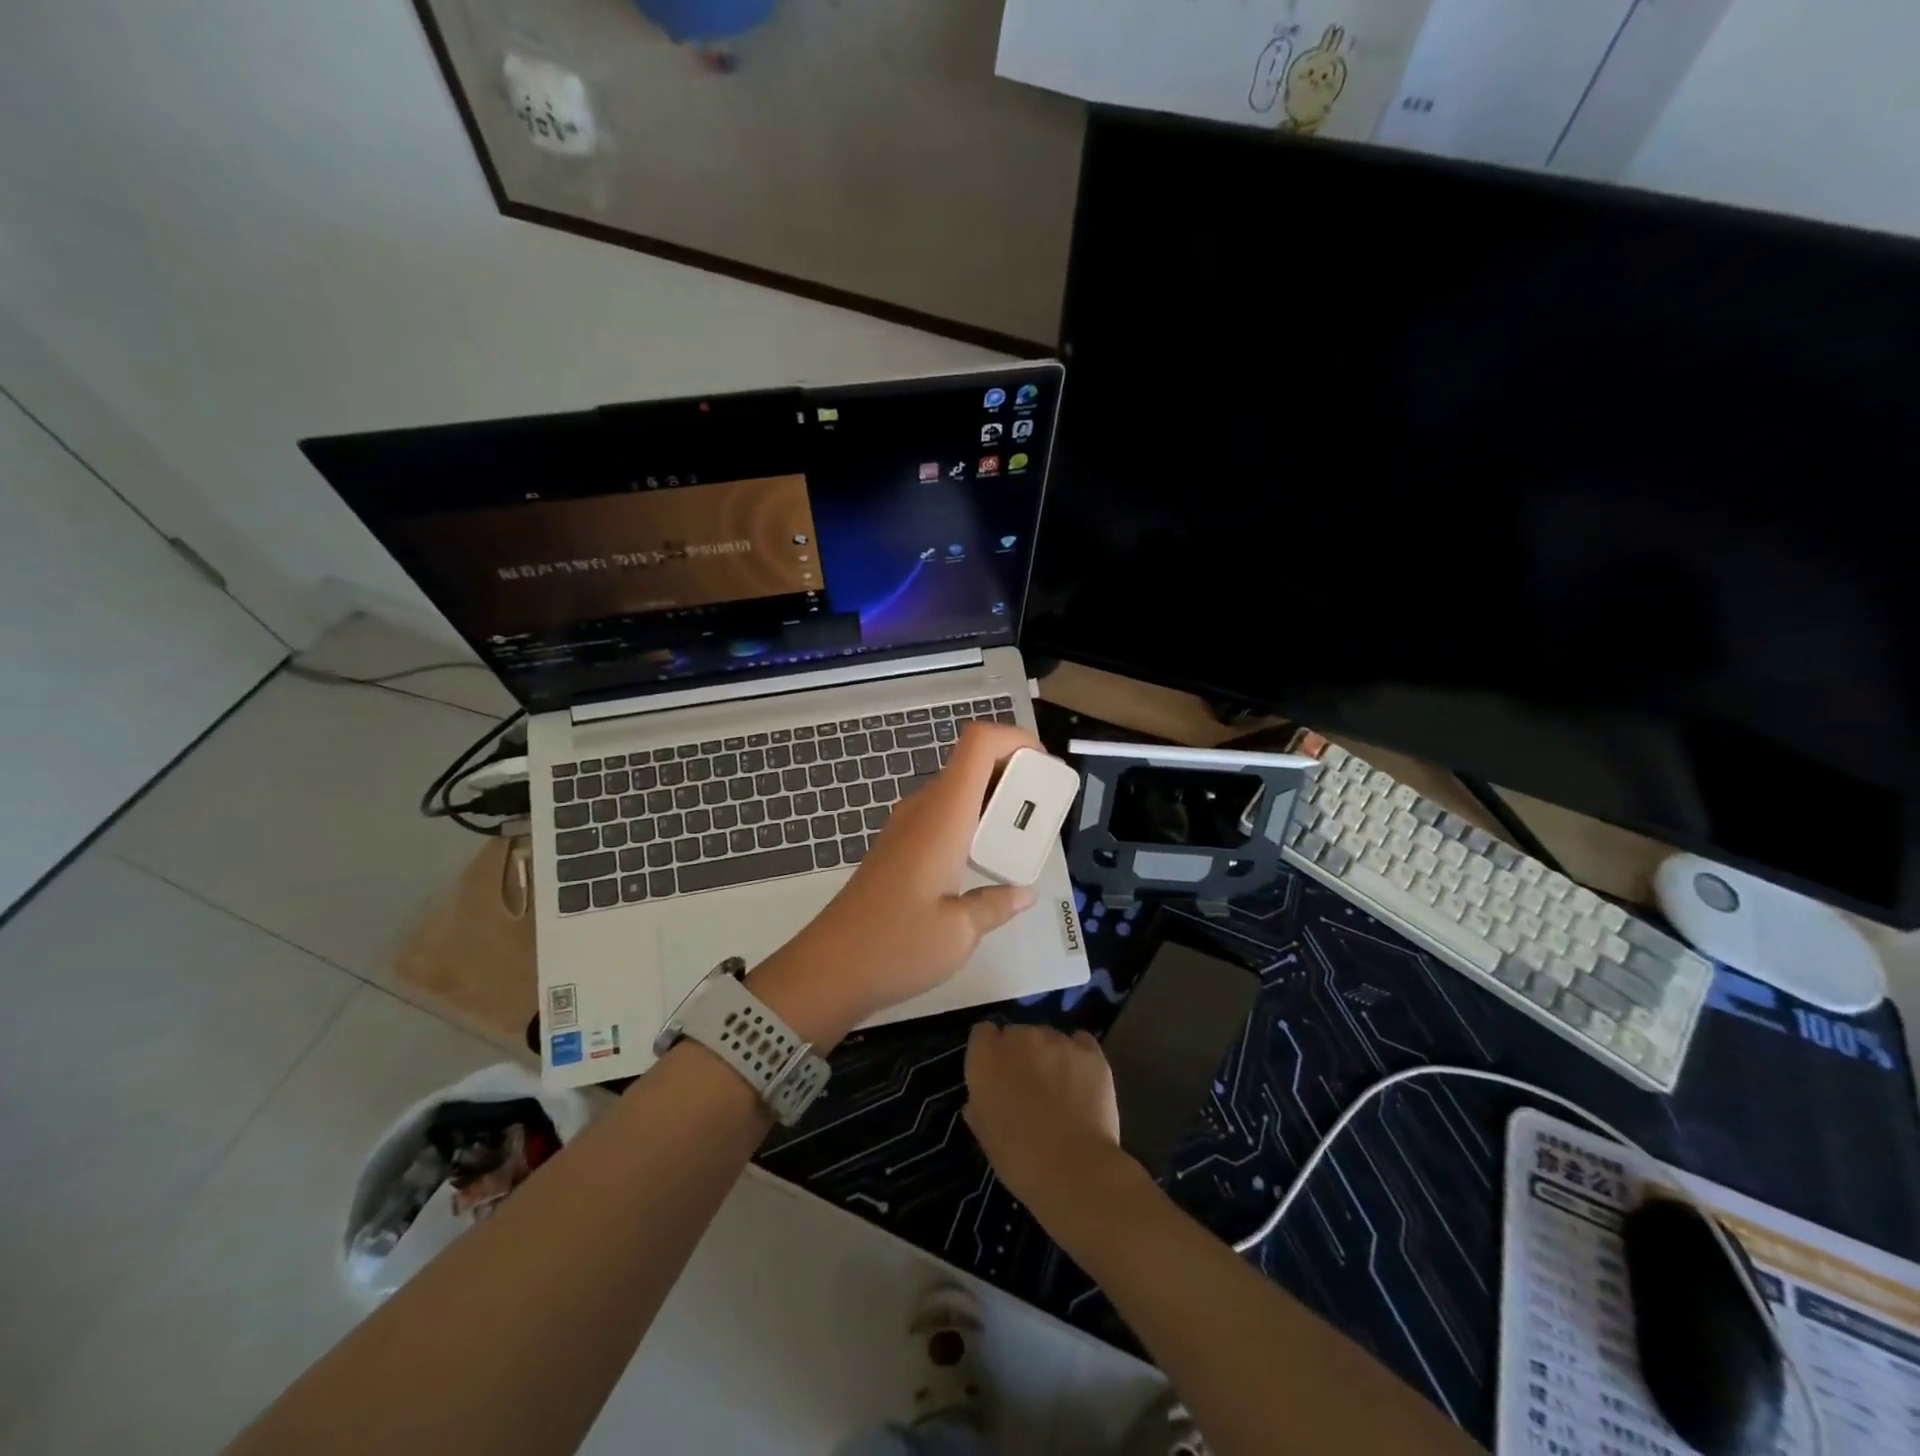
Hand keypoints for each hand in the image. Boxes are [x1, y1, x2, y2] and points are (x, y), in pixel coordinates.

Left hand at [753, 723, 1041, 1042]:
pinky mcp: (898, 847)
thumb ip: (996, 904)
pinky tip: (985, 861)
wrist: (828, 969)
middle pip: (972, 763)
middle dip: (1014, 773)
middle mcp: (924, 809)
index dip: (1016, 738)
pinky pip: (944, 815)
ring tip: (1022, 837)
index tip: (1045, 767)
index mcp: (944, 815)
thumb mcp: (961, 932)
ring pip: (958, 790)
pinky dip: (973, 821)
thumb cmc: (897, 946)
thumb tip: (1023, 892)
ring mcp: (906, 827)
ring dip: (994, 800)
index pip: (979, 743)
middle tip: (1044, 810)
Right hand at [963, 1022, 1138, 1218]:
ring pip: (1049, 1038)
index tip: (997, 1074)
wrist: (1074, 1169)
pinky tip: (1082, 1082)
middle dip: (1022, 1054)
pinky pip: (1080, 1042)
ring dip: (1050, 1056)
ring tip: (1061, 1090)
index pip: (983, 1033)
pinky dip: (1079, 1057)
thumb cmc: (1019, 1159)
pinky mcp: (1090, 1051)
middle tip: (1030, 1087)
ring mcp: (1057, 1041)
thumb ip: (979, 1103)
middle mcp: (1020, 1037)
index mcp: (987, 1057)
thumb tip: (982, 1097)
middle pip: (1017, 1033)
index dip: (990, 1052)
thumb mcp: (985, 1134)